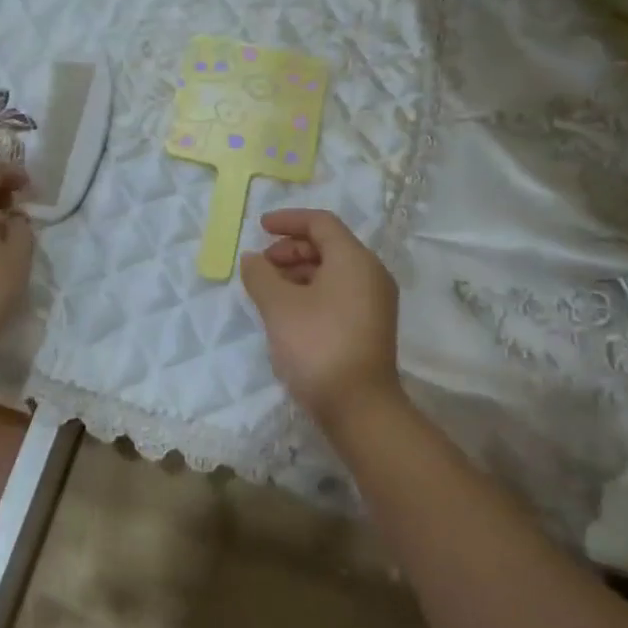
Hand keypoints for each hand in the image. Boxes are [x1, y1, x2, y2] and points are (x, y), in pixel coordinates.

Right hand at [240, 208, 403, 435]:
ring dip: (298, 272)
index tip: (259, 228)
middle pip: (328, 245)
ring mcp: (374, 302)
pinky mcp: (370, 326)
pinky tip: (288, 311)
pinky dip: (311, 291)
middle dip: (290, 249)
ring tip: (268, 291)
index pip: (321, 223)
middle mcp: (370, 274)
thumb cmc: (317, 345)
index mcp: (354, 259)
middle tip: (261, 266)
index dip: (288, 220)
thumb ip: (260, 275)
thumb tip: (253, 259)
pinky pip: (339, 293)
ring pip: (332, 271)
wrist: (358, 407)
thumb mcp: (278, 306)